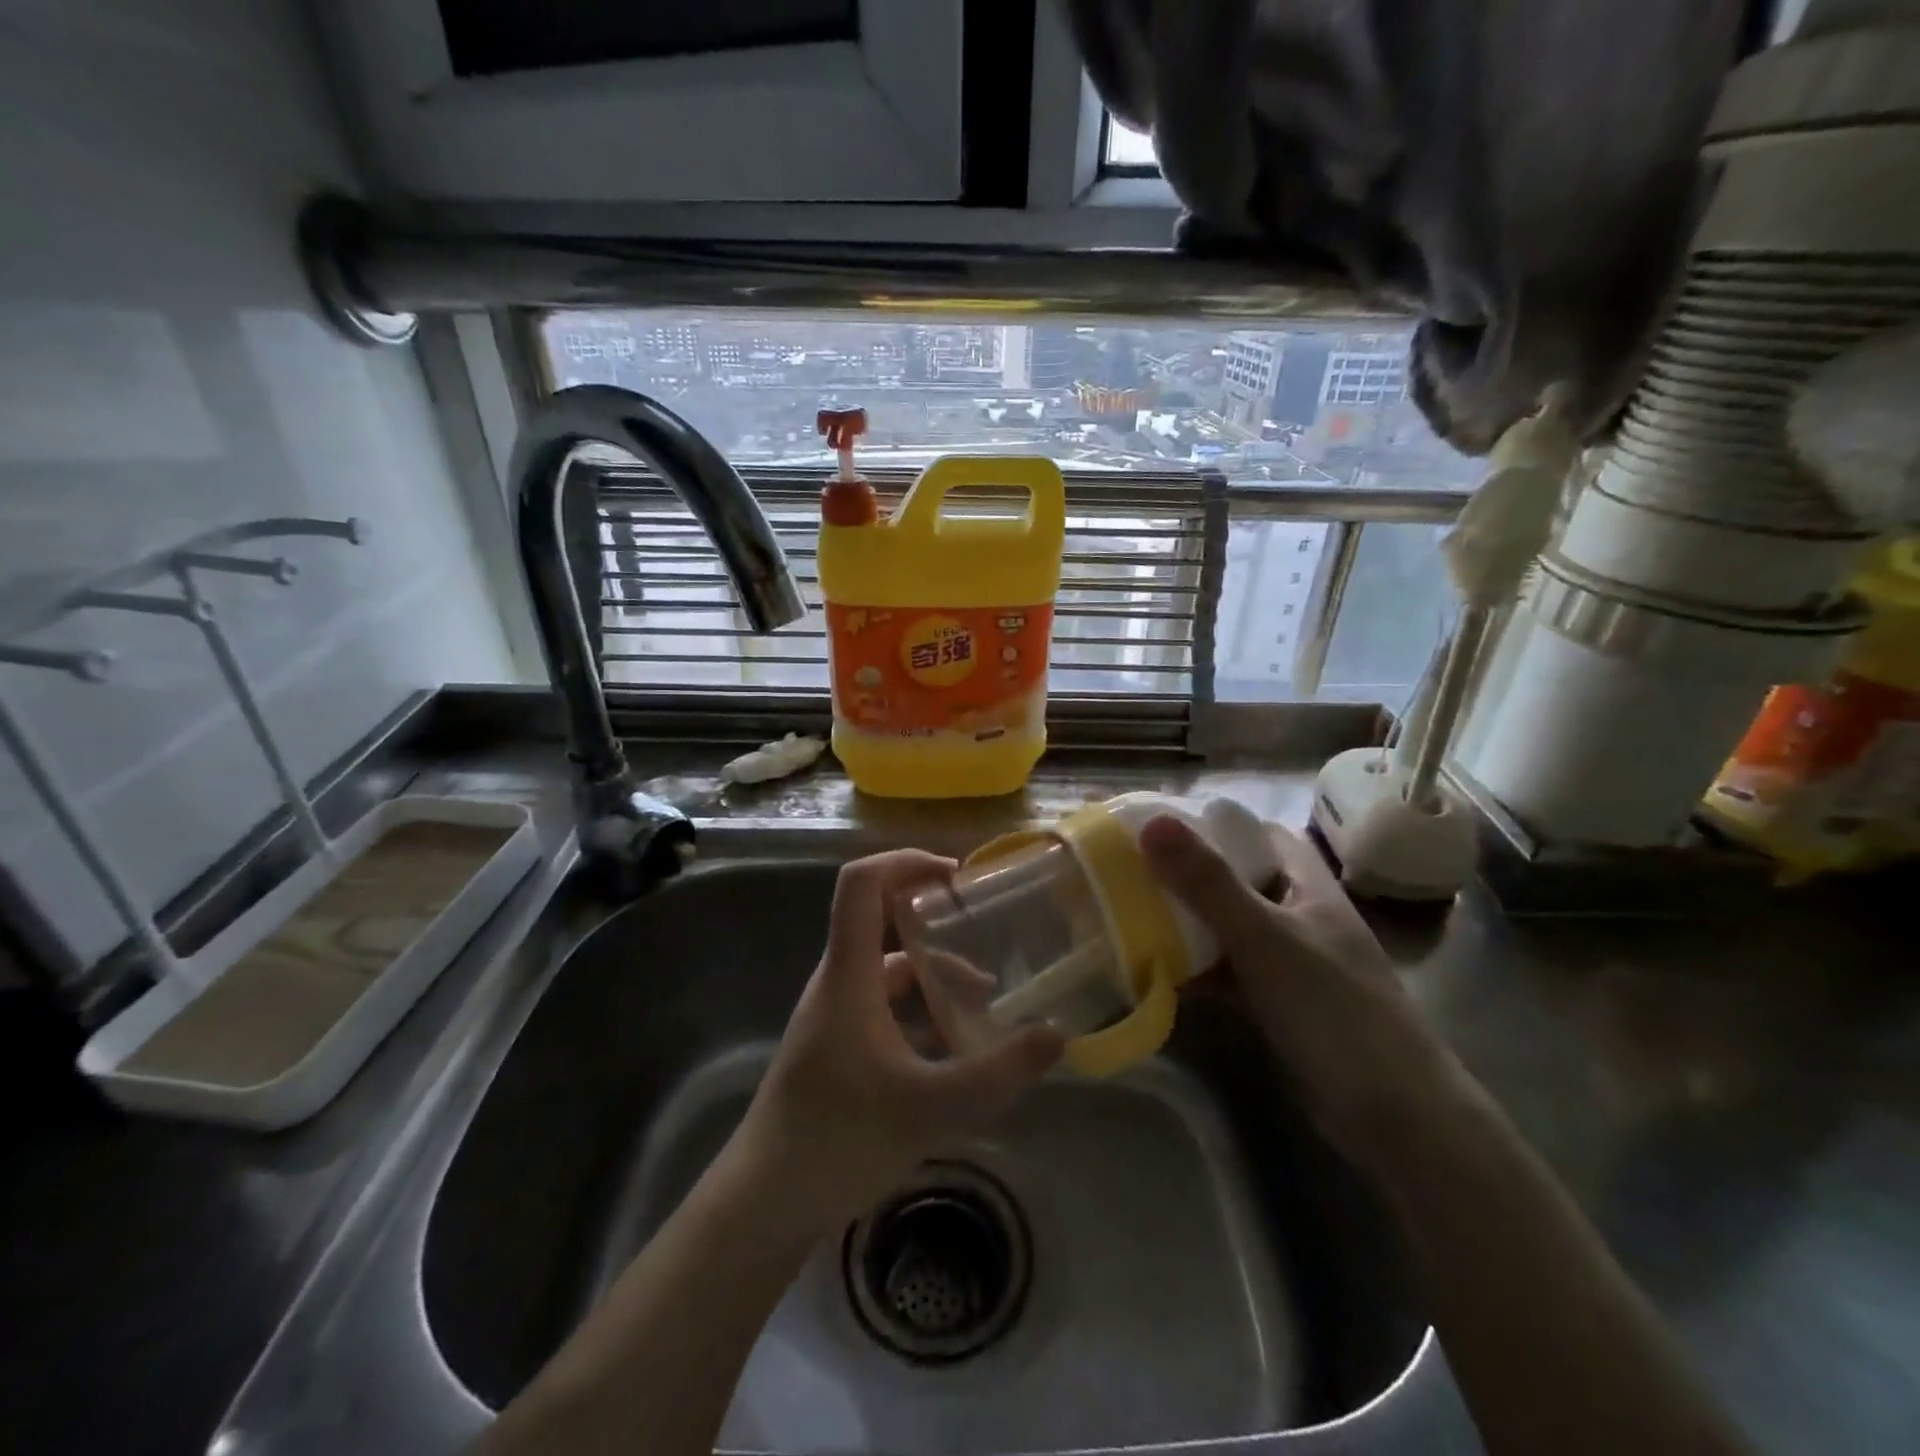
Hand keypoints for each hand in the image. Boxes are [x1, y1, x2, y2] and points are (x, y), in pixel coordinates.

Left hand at [733, 850, 1063, 1235]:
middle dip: (935, 918)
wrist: (765, 1202)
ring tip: (989, 998)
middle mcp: (839, 981)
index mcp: (849, 974)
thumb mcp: (931, 1107)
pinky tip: (956, 1045)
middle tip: (985, 928)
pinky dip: (922, 1009)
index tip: (956, 877)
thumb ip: (998, 1072)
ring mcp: (836, 1014)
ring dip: (935, 973)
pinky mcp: (839, 1044)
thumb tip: (1056, 1034)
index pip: (861, 884)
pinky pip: (885, 1006)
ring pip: (890, 970)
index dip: (906, 862)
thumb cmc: (839, 1138)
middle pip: (881, 920)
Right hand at [1140, 815, 1455, 1167]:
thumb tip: (1153, 823)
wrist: (1393, 1117)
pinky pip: (1227, 974)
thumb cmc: (1332, 1009)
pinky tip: (1154, 972)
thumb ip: (1208, 883)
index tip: (1159, 827)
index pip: (1261, 836)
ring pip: (1228, 929)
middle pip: (1237, 882)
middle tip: (1130, 872)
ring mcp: (1289, 965)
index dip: (1214, 825)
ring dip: (1187, 924)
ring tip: (1128, 915)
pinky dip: (1195, 970)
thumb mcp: (1264, 937)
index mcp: (1308, 887)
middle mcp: (1299, 918)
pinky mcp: (1277, 1007)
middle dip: (1187, 876)